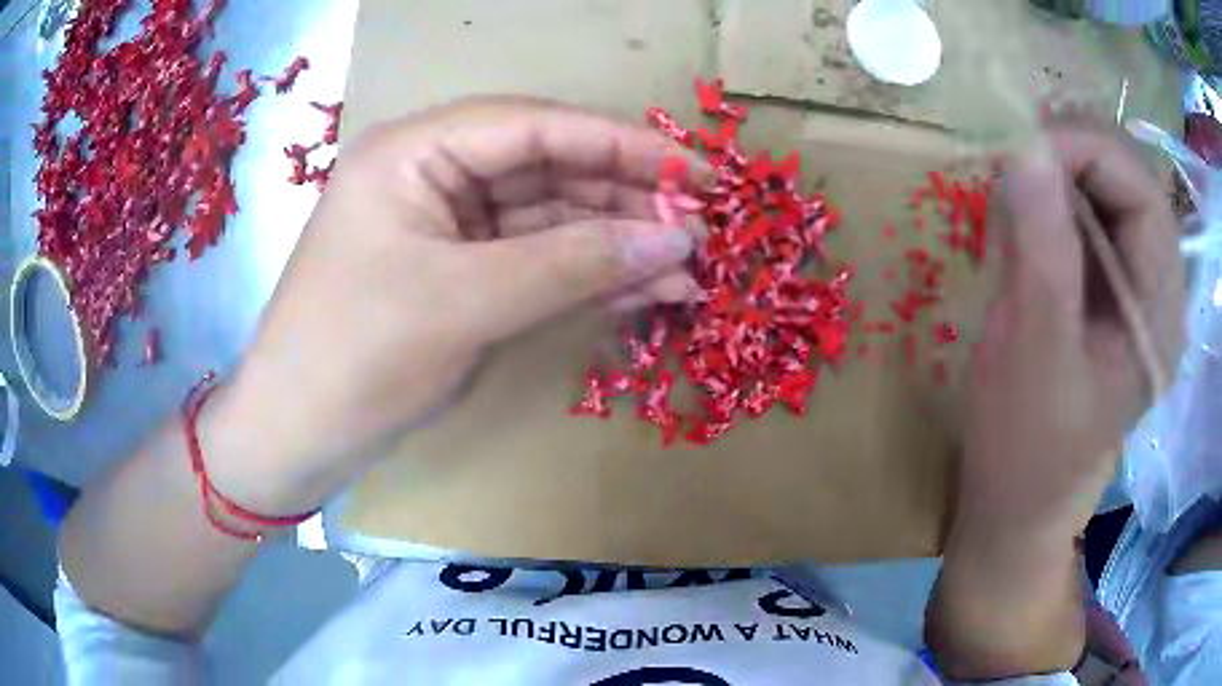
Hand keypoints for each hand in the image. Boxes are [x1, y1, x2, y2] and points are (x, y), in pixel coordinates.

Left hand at [207, 97, 705, 512]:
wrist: (297, 436)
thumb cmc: (357, 357)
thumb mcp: (466, 303)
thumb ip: (574, 263)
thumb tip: (675, 238)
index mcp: (414, 152)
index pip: (534, 126)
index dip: (619, 143)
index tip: (690, 170)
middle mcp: (431, 175)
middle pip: (546, 169)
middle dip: (622, 199)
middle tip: (696, 227)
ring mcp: (445, 227)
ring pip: (546, 220)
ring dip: (613, 244)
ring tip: (683, 268)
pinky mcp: (456, 274)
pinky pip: (532, 261)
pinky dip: (584, 275)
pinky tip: (640, 288)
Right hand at [957, 125, 1181, 539]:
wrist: (1015, 504)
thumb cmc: (1025, 448)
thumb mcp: (1032, 353)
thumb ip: (1041, 250)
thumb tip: (1025, 148)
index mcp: (1157, 318)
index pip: (1145, 198)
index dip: (1092, 152)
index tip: (1027, 145)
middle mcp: (1156, 295)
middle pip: (1132, 186)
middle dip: (1077, 152)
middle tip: (1016, 150)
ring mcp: (1132, 292)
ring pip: (1111, 195)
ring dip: (1063, 171)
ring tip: (1015, 181)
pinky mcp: (1105, 294)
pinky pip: (1090, 220)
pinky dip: (1055, 198)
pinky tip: (1025, 213)